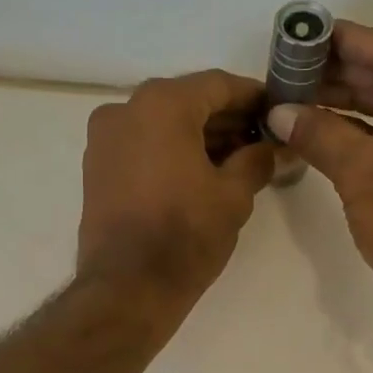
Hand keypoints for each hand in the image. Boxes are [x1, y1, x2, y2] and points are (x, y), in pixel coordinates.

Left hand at [77, 70, 274, 310]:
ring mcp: (104, 139)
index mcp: (161, 104)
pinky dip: (171, 151)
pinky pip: (142, 145)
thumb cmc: (185, 235)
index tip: (277, 111)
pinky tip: (200, 174)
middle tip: (261, 140)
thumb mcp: (234, 195)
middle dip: (225, 119)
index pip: (217, 85)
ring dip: (198, 137)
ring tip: (236, 161)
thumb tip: (272, 148)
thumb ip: (257, 160)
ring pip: (162, 124)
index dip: (252, 97)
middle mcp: (125, 109)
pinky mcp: (96, 168)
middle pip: (187, 101)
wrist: (127, 287)